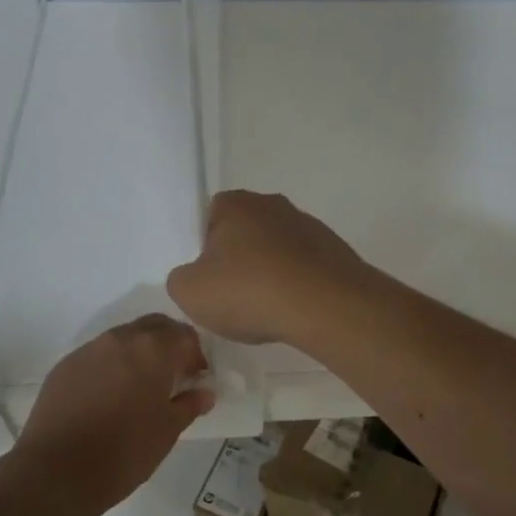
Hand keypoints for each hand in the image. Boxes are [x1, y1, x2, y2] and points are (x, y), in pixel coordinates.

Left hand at [12, 315, 212, 510]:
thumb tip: (204, 393)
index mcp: (152, 349)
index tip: (196, 378)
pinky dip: (111, 366)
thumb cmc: (124, 451)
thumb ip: (189, 405)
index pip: (184, 335)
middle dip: (168, 344)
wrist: (55, 473)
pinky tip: (109, 396)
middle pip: (154, 326)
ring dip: (138, 352)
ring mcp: (89, 350)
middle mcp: (121, 339)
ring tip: (140, 386)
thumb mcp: (168, 431)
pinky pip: (97, 355)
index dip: (195, 355)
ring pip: (123, 338)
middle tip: (173, 375)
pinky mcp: (64, 367)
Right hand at [166, 190, 374, 346]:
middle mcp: (273, 204)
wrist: (326, 306)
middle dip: (239, 262)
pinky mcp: (334, 250)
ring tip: (267, 310)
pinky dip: (296, 286)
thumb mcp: (189, 292)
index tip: (208, 279)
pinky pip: (304, 268)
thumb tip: (194, 276)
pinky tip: (294, 311)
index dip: (205, 249)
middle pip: (245, 233)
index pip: (210, 217)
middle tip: (233, 297)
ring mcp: (309, 225)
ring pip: (276, 251)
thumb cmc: (250, 291)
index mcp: (236, 203)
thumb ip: (181, 279)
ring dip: (270, 274)